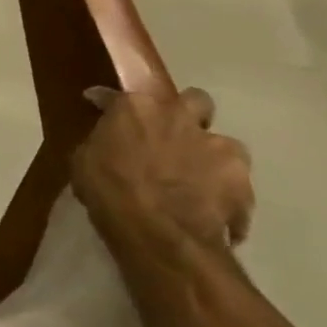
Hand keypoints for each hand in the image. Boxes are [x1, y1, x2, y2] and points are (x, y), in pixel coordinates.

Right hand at [73, 86, 254, 249]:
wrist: (158, 233)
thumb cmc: (108, 191)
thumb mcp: (84, 161)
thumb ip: (102, 141)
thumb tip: (108, 141)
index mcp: (135, 107)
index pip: (121, 93)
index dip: (111, 102)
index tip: (102, 106)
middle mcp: (179, 115)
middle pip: (194, 100)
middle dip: (186, 114)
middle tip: (170, 135)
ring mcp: (216, 145)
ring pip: (222, 141)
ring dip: (209, 154)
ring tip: (197, 177)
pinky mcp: (242, 177)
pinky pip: (235, 181)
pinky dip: (225, 191)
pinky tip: (212, 207)